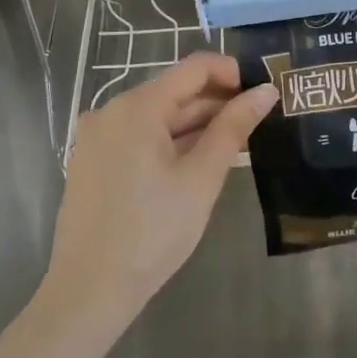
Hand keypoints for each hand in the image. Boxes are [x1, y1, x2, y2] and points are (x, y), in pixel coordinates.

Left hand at [37, 54, 277, 345]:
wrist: (90, 289)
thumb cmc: (153, 231)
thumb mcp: (202, 177)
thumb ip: (234, 127)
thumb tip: (266, 91)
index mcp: (137, 107)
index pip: (194, 68)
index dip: (233, 72)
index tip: (263, 93)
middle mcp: (111, 111)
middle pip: (174, 91)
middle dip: (217, 102)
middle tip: (258, 123)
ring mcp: (97, 136)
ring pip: (158, 116)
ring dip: (196, 124)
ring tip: (235, 143)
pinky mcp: (93, 161)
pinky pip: (139, 136)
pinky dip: (171, 141)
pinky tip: (196, 162)